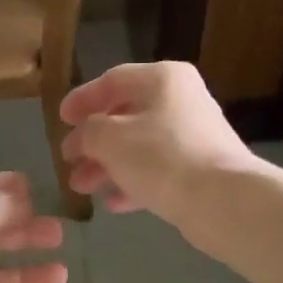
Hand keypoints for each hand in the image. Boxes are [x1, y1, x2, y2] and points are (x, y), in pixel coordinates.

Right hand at [58, 62, 257, 228]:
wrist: (222, 201)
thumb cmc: (161, 157)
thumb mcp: (109, 138)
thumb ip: (88, 131)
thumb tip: (83, 137)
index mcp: (162, 79)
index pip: (112, 80)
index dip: (82, 99)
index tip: (60, 121)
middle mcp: (181, 100)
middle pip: (125, 115)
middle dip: (92, 141)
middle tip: (69, 160)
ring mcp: (193, 136)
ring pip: (138, 146)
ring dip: (106, 165)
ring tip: (81, 187)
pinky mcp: (200, 169)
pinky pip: (157, 170)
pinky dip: (132, 182)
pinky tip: (113, 203)